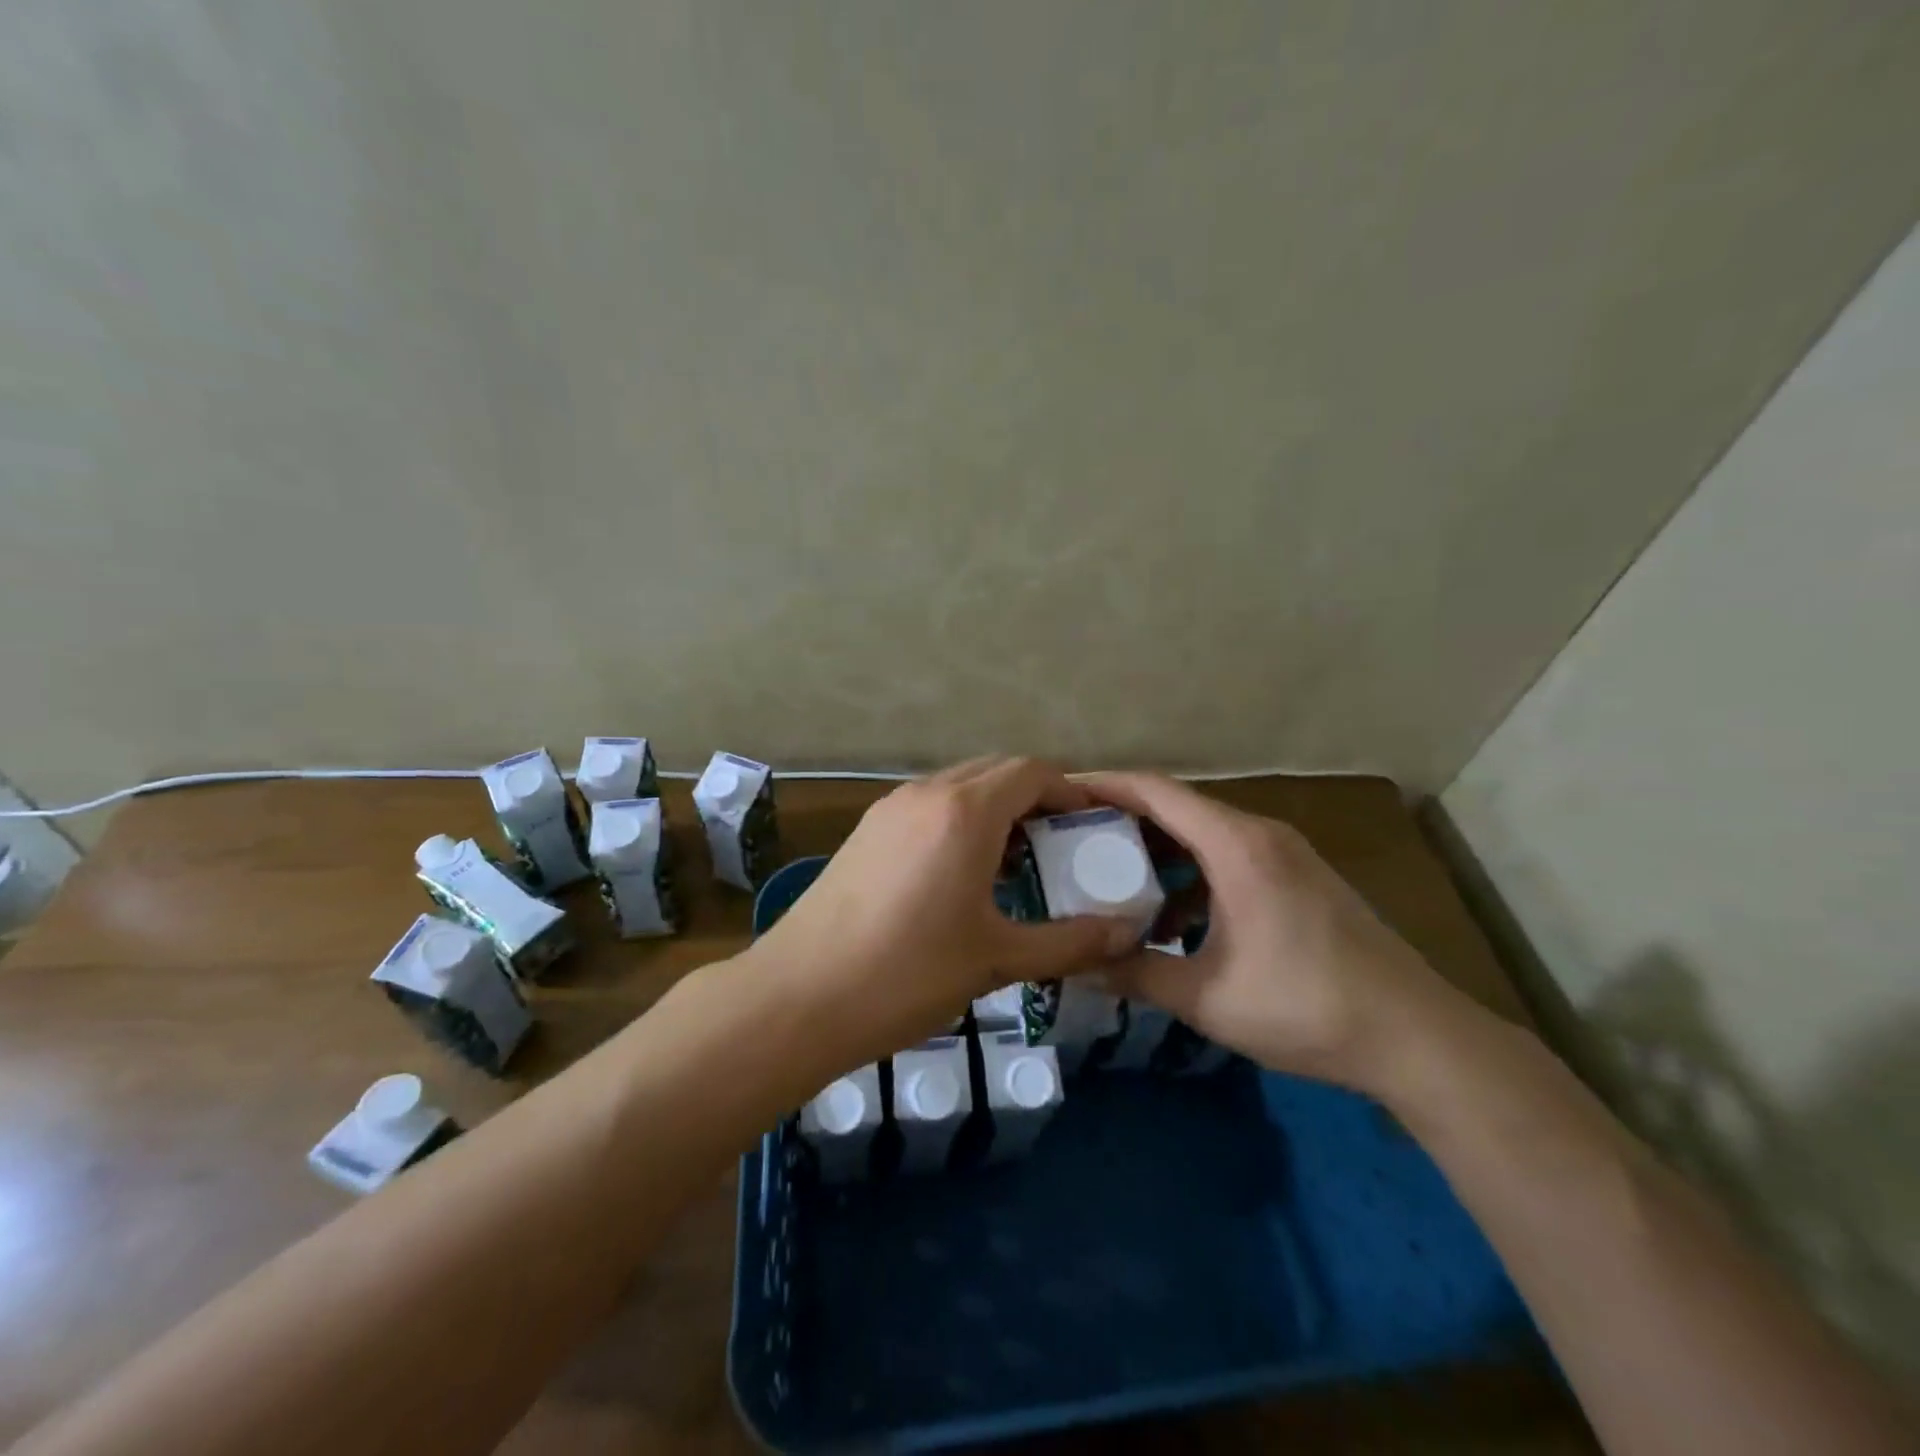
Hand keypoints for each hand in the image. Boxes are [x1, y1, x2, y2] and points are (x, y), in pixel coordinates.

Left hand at [746, 758, 1142, 1066]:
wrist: (798, 996)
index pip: (1032, 772)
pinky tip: (963, 874)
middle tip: (1063, 845)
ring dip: (995, 809)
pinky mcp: (865, 832)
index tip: (1094, 825)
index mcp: (965, 811)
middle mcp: (926, 794)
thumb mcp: (997, 958)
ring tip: (1018, 862)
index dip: (1070, 792)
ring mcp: (889, 809)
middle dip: (1035, 798)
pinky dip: (959, 822)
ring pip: (958, 787)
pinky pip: (928, 807)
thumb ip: (1070, 943)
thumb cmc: (907, 973)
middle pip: (995, 772)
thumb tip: (1128, 934)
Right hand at [1087, 772, 1461, 1092]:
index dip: (1105, 784)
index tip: (1060, 791)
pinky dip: (1192, 872)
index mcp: (1236, 846)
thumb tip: (1077, 968)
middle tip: (1072, 836)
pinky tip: (1172, 916)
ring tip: (1111, 872)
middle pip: (1178, 806)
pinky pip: (1230, 856)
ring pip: (1205, 833)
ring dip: (1158, 847)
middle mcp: (1260, 834)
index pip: (1157, 791)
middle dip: (1123, 816)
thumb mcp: (1207, 997)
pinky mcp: (1300, 878)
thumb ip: (1136, 974)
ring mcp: (1286, 854)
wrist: (1416, 1037)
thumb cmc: (1305, 1006)